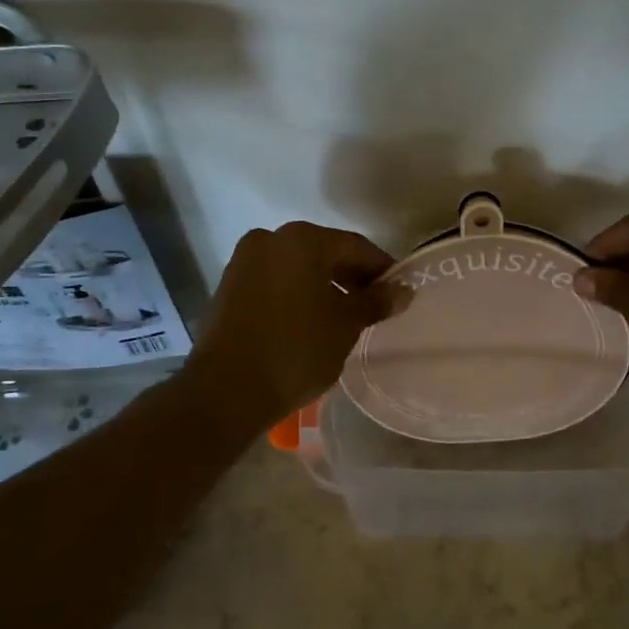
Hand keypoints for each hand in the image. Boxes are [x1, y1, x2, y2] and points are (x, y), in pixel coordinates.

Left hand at [189, 221, 396, 430]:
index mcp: (302, 239)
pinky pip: (275, 281)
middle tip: (375, 306)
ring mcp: (245, 260)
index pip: (355, 247)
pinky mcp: (229, 285)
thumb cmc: (295, 350)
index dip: (382, 269)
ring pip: (298, 266)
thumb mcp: (345, 326)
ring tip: (345, 317)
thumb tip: (403, 291)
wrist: (225, 390)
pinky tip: (311, 320)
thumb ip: (376, 302)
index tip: (399, 292)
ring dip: (324, 285)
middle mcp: (270, 238)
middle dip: (352, 277)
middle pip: (325, 252)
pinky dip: (297, 293)